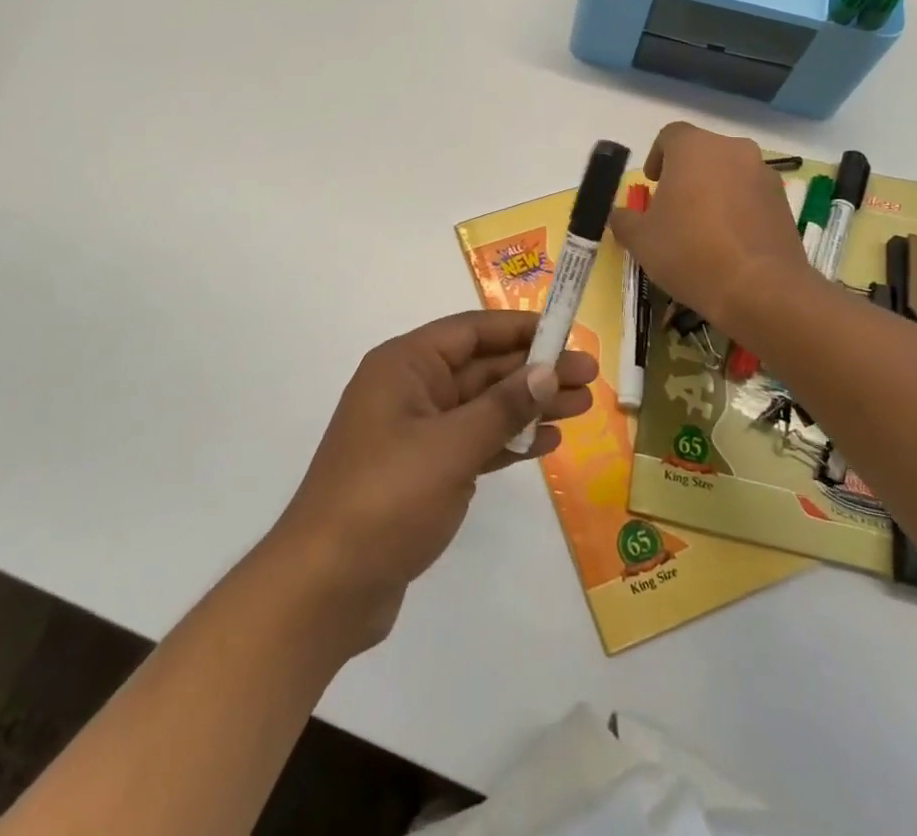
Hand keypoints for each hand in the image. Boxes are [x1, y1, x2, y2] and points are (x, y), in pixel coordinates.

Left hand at [266, 310, 596, 655]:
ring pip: (482, 406)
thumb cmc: (386, 498)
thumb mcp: (450, 447)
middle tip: (590, 376)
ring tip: (581, 407)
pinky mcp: (424, 472)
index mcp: (405, 366)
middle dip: (534, 370)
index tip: (567, 332)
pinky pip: (474, 442)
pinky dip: (508, 440)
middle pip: (481, 368)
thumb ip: (502, 407)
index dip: (520, 329)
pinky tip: (546, 441)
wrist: (326, 587)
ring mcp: (416, 433)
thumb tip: (547, 370)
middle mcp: (410, 390)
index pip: (471, 331)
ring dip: (528, 405)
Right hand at [607, 122, 813, 337]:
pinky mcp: (783, 203)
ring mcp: (763, 174)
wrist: (760, 288)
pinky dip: (738, 209)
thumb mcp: (640, 239)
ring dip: (714, 191)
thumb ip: (624, 220)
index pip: (670, 135)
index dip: (657, 157)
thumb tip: (622, 215)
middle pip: (702, 153)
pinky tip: (728, 243)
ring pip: (730, 173)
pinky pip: (751, 196)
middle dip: (686, 174)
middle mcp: (732, 150)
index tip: (652, 184)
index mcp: (694, 147)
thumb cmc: (689, 251)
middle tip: (673, 208)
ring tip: (702, 229)